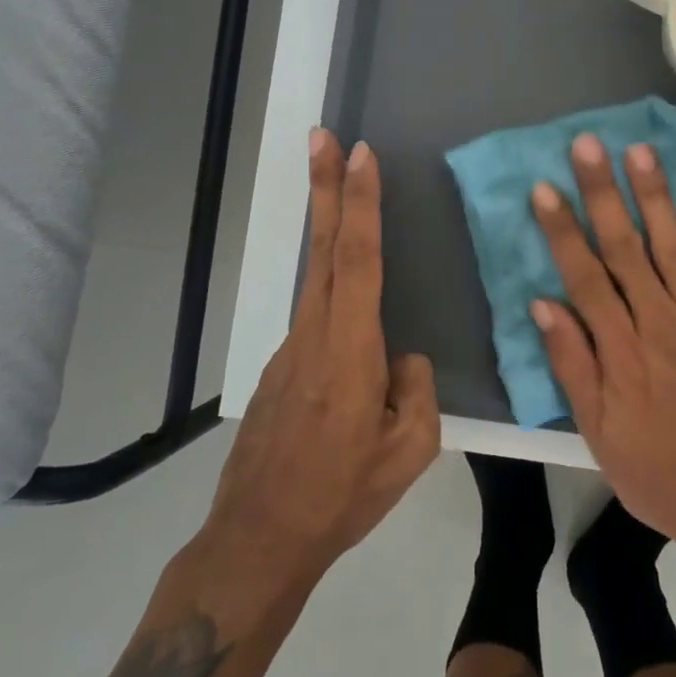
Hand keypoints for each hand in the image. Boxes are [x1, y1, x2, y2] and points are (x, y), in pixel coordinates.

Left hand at [199, 131, 439, 604]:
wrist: (259, 540)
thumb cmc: (341, 496)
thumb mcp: (410, 452)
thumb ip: (416, 389)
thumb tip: (402, 357)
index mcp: (351, 352)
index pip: (358, 261)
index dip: (359, 205)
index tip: (360, 156)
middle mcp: (316, 336)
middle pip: (323, 248)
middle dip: (325, 187)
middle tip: (323, 136)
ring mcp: (292, 348)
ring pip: (316, 274)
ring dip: (326, 222)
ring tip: (337, 183)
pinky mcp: (283, 365)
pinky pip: (316, 310)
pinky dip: (331, 280)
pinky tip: (353, 308)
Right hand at [529, 132, 675, 548]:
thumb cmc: (653, 466)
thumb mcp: (597, 431)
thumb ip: (572, 364)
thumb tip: (543, 304)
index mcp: (620, 350)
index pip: (584, 277)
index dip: (563, 230)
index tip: (545, 188)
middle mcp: (659, 322)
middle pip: (625, 248)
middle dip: (604, 194)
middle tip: (588, 145)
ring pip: (672, 246)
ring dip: (655, 196)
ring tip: (640, 151)